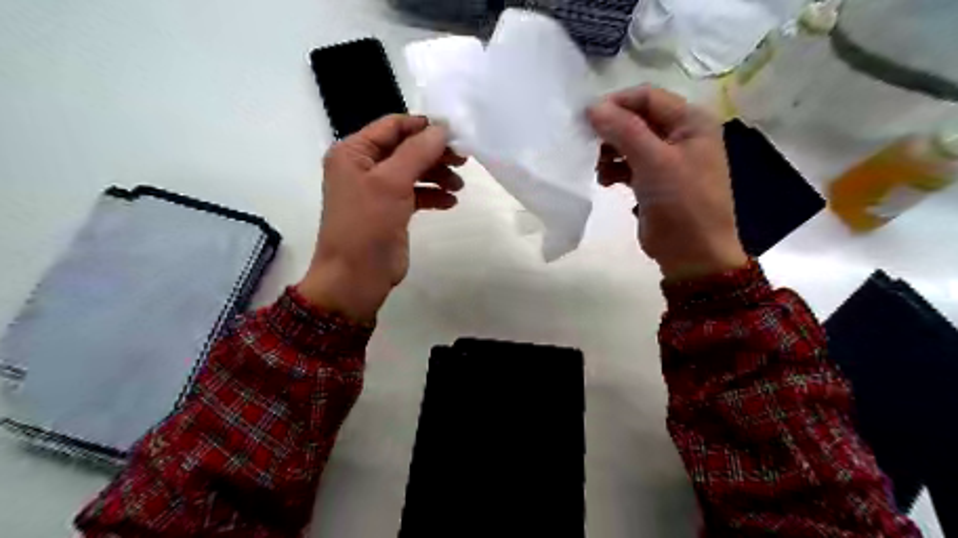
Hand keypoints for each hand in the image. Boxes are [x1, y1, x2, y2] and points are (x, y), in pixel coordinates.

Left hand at [299, 113, 466, 318]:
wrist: (356, 276)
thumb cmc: (367, 224)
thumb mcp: (391, 182)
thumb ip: (417, 151)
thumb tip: (443, 128)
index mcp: (354, 151)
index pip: (393, 126)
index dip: (423, 126)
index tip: (455, 133)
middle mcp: (364, 166)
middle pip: (406, 149)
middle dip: (435, 153)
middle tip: (463, 161)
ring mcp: (378, 190)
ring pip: (414, 171)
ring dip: (437, 175)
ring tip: (458, 186)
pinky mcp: (391, 211)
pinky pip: (416, 194)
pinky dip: (433, 195)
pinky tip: (450, 202)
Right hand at [584, 86, 747, 278]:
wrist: (693, 254)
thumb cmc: (682, 203)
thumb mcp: (654, 162)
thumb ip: (624, 131)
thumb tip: (592, 108)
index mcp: (691, 122)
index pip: (647, 97)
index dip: (616, 104)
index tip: (586, 119)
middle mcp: (681, 135)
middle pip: (637, 119)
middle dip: (611, 131)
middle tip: (588, 145)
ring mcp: (668, 159)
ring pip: (630, 142)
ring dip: (610, 152)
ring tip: (598, 169)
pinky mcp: (655, 181)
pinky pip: (629, 165)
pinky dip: (615, 170)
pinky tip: (606, 182)